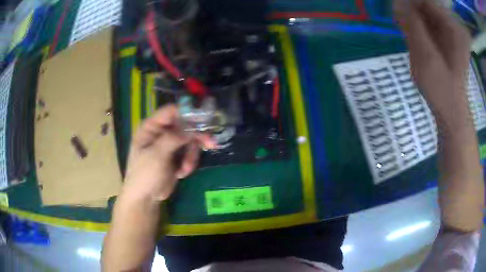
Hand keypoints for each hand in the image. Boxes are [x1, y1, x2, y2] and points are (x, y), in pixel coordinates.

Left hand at [121, 105, 213, 201]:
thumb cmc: (145, 174)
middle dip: (196, 137)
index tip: (204, 118)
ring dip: (191, 156)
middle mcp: (161, 132)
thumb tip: (192, 127)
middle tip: (210, 143)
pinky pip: (189, 153)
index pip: (171, 112)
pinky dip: (189, 163)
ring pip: (190, 141)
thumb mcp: (157, 155)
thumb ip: (173, 138)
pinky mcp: (176, 156)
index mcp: (151, 127)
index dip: (187, 112)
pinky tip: (181, 173)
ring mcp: (169, 144)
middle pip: (184, 126)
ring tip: (185, 169)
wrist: (146, 198)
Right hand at [394, 0, 470, 118]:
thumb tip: (398, 3)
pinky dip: (420, 30)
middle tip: (402, 25)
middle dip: (413, 13)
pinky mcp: (448, 44)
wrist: (451, 113)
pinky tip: (416, 40)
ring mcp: (451, 37)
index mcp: (452, 29)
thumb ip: (412, 25)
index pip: (426, 2)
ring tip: (408, 35)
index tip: (397, 10)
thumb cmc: (441, 89)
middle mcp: (453, 29)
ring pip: (428, 18)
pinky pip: (431, 28)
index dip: (410, 3)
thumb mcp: (425, 55)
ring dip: (415, 22)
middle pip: (427, 9)